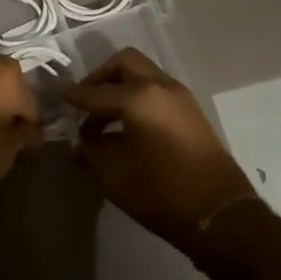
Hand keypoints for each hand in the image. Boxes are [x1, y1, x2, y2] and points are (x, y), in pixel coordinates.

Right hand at [67, 47, 257, 251]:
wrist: (221, 216)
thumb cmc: (161, 192)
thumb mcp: (113, 175)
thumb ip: (90, 152)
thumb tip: (81, 144)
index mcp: (138, 96)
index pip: (95, 91)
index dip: (73, 97)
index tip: (58, 100)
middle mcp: (160, 86)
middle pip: (123, 63)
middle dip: (100, 78)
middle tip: (85, 102)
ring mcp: (181, 98)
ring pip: (143, 76)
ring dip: (120, 89)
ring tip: (104, 121)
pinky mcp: (192, 114)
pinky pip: (157, 92)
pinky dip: (138, 99)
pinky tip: (128, 129)